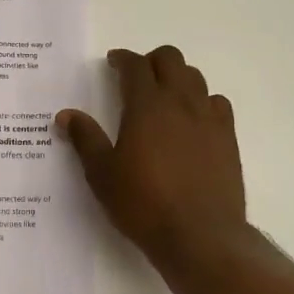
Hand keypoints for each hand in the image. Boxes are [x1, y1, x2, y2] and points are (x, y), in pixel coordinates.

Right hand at [57, 45, 247, 263]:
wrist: (200, 235)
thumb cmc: (144, 204)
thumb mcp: (102, 174)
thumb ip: (85, 139)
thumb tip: (65, 115)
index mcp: (146, 105)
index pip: (135, 65)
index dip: (122, 59)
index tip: (113, 62)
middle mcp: (180, 101)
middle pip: (170, 59)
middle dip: (152, 60)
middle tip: (138, 77)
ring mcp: (208, 118)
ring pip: (195, 77)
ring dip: (178, 77)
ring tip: (165, 96)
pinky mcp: (228, 137)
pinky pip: (217, 103)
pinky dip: (203, 100)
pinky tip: (194, 119)